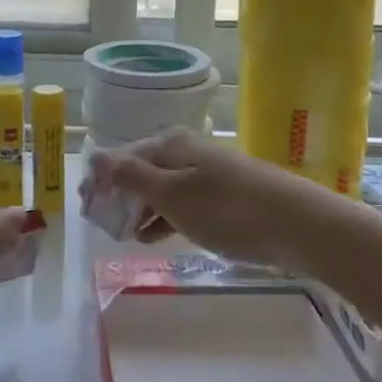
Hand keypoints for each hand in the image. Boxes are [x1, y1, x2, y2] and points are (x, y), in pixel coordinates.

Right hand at [88, 128, 358, 266]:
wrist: (299, 225)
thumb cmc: (227, 210)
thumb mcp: (173, 194)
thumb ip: (132, 176)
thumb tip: (97, 157)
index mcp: (168, 145)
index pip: (120, 157)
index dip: (99, 180)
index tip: (83, 207)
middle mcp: (185, 152)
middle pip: (139, 170)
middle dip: (117, 194)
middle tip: (101, 223)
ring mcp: (206, 174)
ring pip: (160, 188)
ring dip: (139, 208)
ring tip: (123, 233)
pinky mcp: (223, 197)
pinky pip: (181, 203)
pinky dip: (163, 217)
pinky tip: (154, 236)